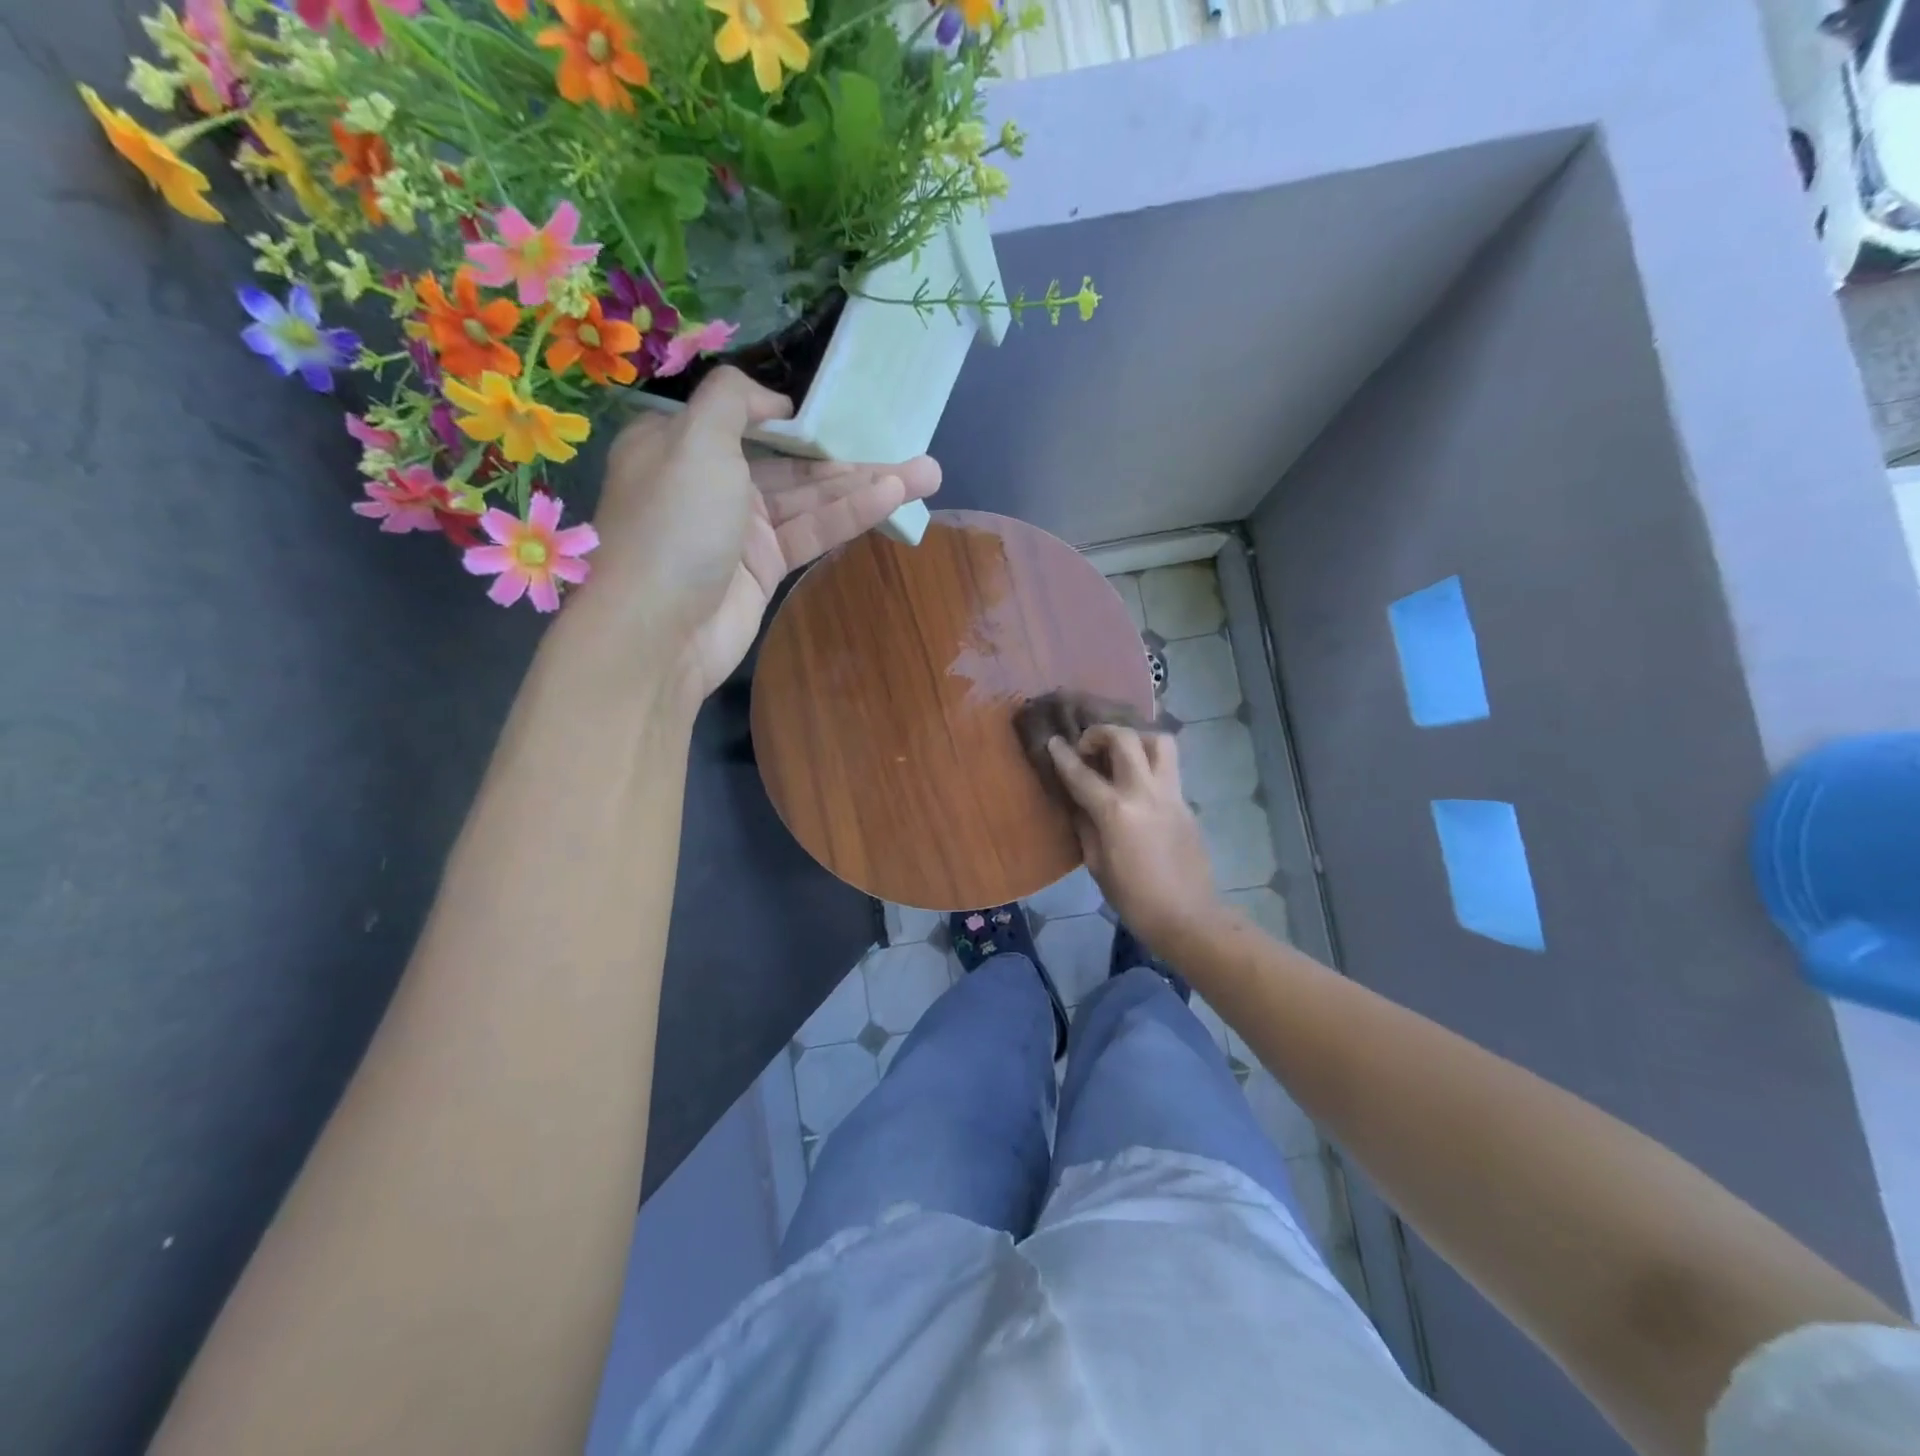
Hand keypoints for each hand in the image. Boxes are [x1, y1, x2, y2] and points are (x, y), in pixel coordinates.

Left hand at [576, 367, 941, 701]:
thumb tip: (773, 403)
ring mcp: (741, 530)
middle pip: (790, 463)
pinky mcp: (765, 568)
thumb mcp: (694, 439)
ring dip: (865, 486)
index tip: (833, 415)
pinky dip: (850, 516)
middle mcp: (712, 483)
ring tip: (927, 474)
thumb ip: (732, 401)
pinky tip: (893, 499)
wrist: (658, 630)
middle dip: (849, 457)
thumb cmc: (673, 523)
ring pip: (811, 500)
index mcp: (680, 444)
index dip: (791, 418)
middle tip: (911, 449)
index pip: (743, 421)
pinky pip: (812, 532)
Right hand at [1046, 726, 1219, 951]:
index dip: (1063, 755)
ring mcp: (1171, 795)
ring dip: (1136, 739)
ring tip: (1121, 755)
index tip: (1053, 741)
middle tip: (1089, 747)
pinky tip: (1137, 783)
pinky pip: (1168, 768)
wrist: (1188, 917)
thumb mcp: (1097, 865)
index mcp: (1116, 813)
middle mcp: (1145, 794)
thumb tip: (1079, 802)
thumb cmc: (1134, 899)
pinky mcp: (1186, 803)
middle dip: (1101, 733)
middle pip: (1126, 739)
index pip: (1082, 774)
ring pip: (1159, 742)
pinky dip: (1149, 763)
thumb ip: (1086, 826)